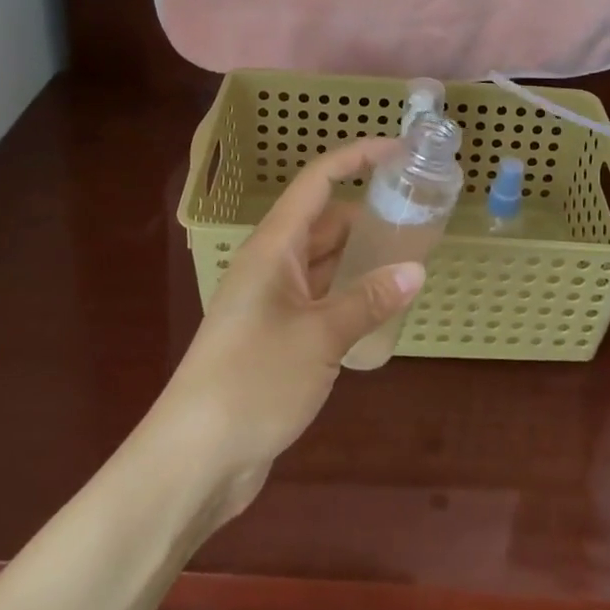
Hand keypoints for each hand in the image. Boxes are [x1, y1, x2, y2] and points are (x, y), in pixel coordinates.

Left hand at [156, 137, 424, 521]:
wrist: (193, 459)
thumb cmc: (253, 380)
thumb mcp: (320, 337)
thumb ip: (369, 300)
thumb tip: (415, 271)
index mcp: (273, 247)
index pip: (317, 181)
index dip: (356, 158)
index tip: (398, 150)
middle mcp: (271, 264)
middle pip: (324, 221)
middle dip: (366, 213)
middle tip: (416, 216)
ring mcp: (271, 302)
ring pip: (323, 261)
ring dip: (360, 257)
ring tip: (408, 259)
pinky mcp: (275, 336)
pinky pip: (320, 298)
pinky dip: (348, 293)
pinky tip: (379, 308)